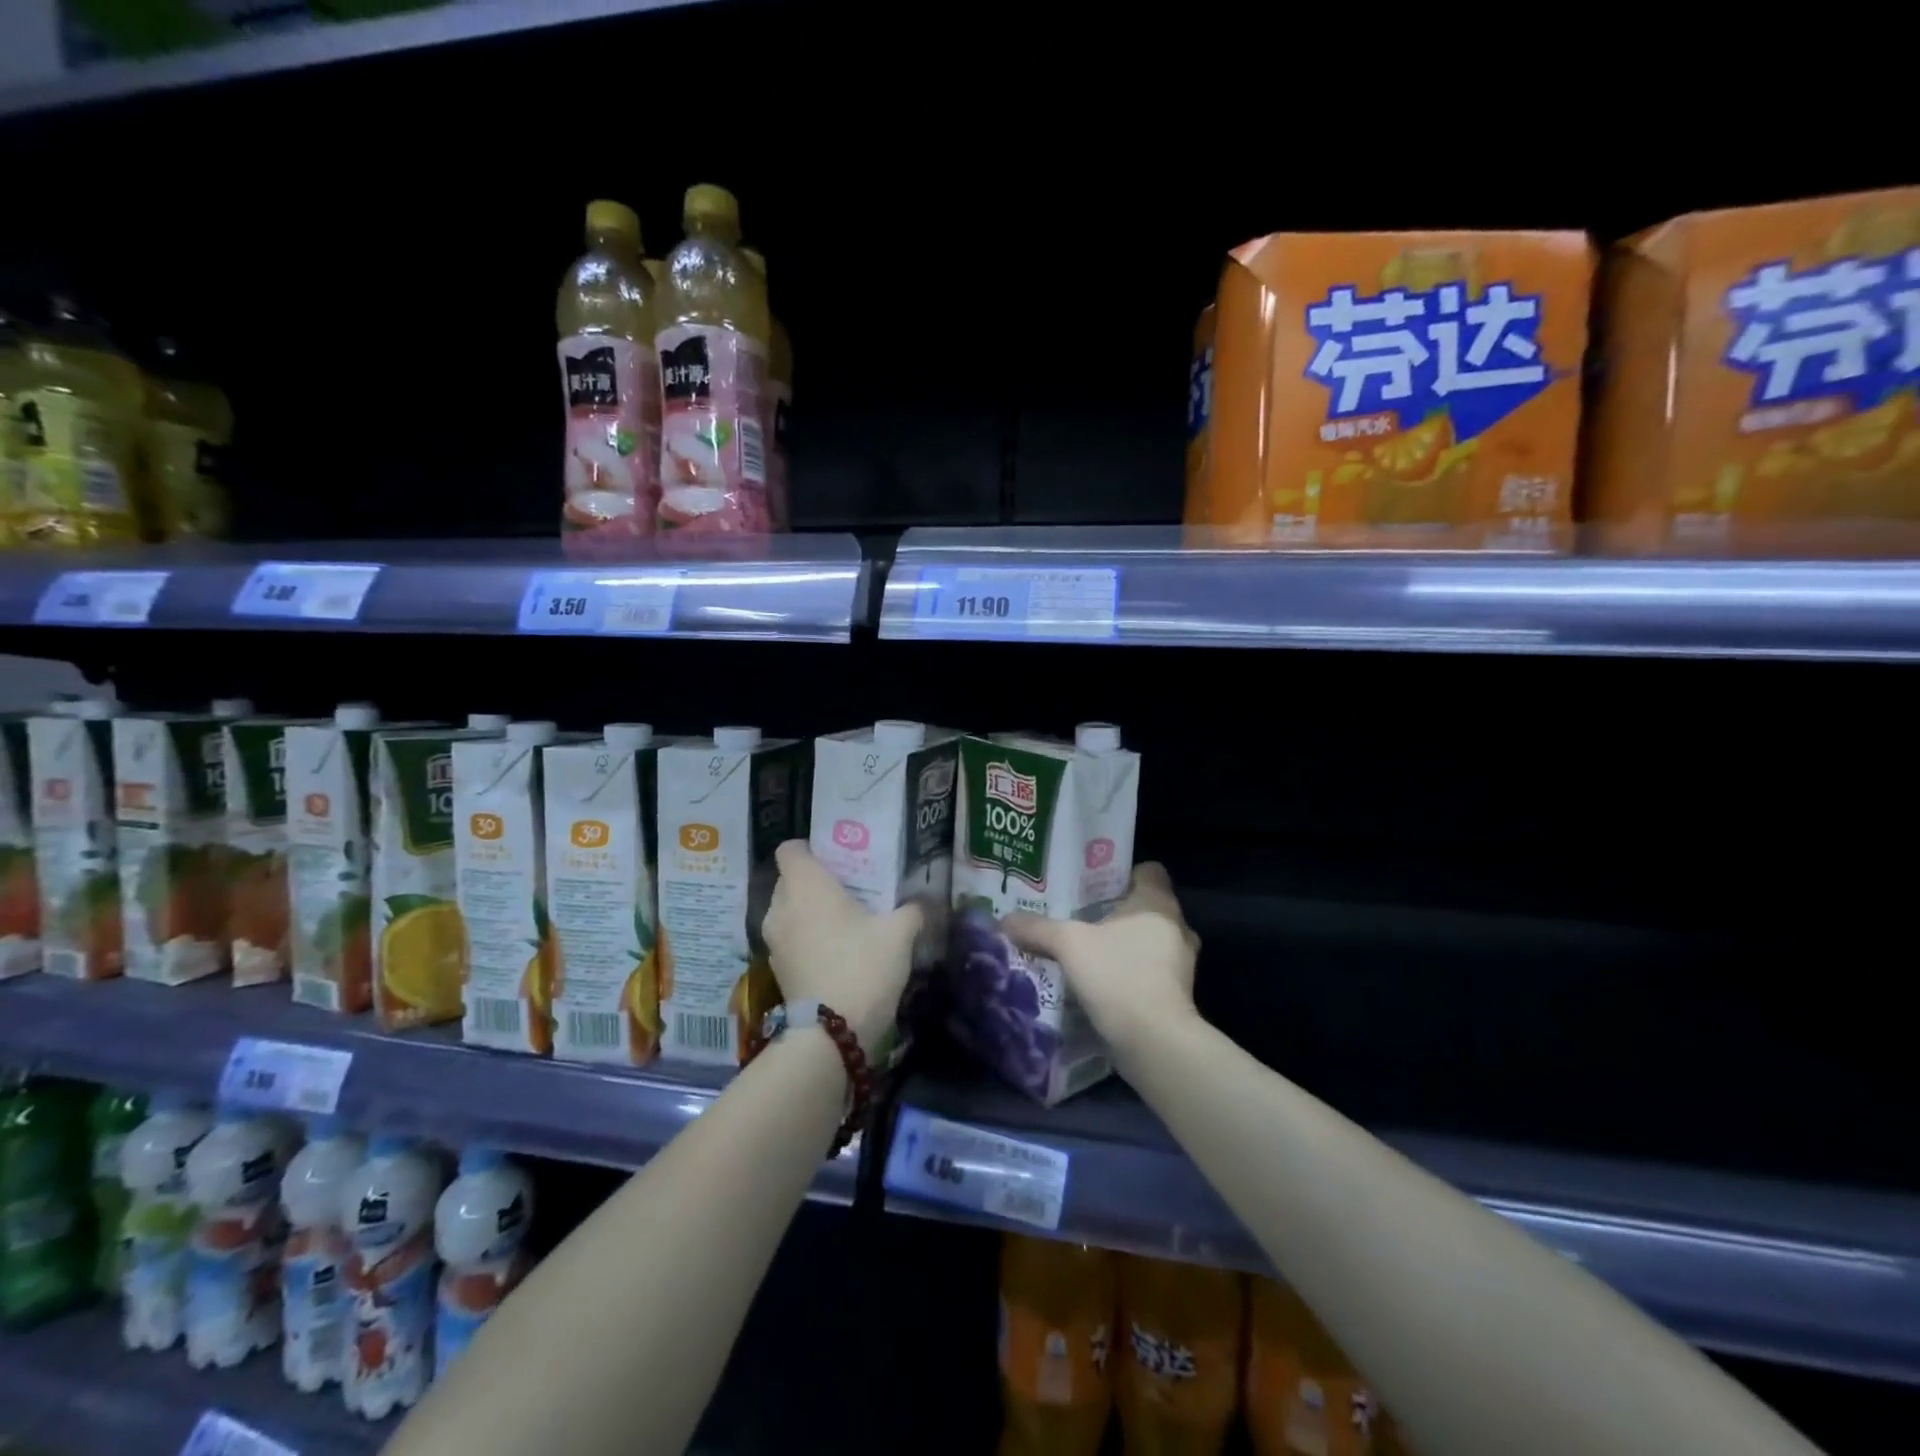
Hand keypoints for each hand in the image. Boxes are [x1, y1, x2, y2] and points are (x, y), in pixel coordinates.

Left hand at [763, 840, 921, 1051]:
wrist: (832, 1034)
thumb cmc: (862, 966)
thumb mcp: (899, 933)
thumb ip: (912, 909)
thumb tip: (924, 900)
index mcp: (805, 884)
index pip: (789, 848)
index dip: (811, 849)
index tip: (838, 859)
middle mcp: (781, 906)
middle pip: (790, 880)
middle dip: (816, 882)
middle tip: (851, 889)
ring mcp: (774, 940)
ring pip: (790, 911)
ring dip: (811, 913)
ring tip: (846, 921)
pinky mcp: (776, 968)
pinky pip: (791, 938)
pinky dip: (807, 938)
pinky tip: (837, 950)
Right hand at [1003, 862, 1199, 1062]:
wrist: (1155, 1042)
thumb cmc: (1118, 975)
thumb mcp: (1068, 944)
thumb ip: (1037, 928)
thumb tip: (1003, 920)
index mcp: (1157, 902)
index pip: (1148, 871)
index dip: (1122, 873)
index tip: (1093, 885)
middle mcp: (1176, 926)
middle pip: (1145, 907)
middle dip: (1115, 912)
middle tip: (1080, 917)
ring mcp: (1181, 963)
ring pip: (1148, 941)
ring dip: (1122, 945)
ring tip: (1087, 951)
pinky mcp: (1177, 994)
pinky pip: (1149, 971)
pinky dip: (1129, 973)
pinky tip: (1100, 983)